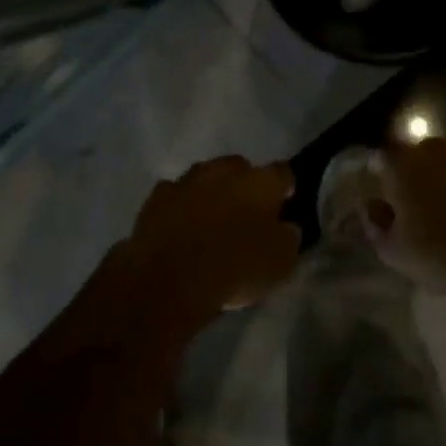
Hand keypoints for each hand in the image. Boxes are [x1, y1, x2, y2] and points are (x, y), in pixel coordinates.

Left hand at [124, 157, 300, 314]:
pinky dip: (181, 206)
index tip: (285, 205)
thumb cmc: (234, 268)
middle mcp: (223, 170)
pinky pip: (176, 195)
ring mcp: (186, 180)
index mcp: (260, 182)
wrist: (170, 276)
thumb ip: (287, 237)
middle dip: (245, 185)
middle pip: (240, 169)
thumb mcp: (280, 263)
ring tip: (210, 221)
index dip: (286, 188)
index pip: (283, 173)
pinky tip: (180, 227)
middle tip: (246, 214)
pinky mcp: (157, 196)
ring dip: (211, 193)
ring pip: (205, 178)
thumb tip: (286, 227)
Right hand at [362, 138, 445, 299]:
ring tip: (442, 208)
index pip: (382, 154)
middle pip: (415, 153)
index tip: (381, 191)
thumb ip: (375, 223)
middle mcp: (435, 150)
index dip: (379, 170)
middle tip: (411, 202)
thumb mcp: (393, 250)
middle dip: (411, 172)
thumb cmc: (440, 253)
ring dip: (440, 177)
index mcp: (403, 164)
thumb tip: (371, 205)